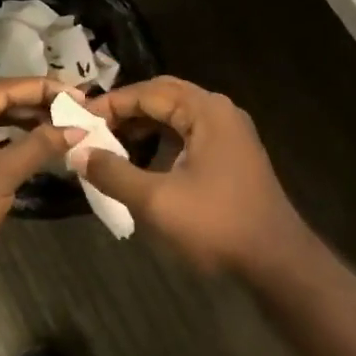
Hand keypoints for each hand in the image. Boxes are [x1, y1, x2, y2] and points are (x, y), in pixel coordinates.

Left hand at [0, 79, 81, 306]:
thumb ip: (39, 145)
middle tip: (76, 107)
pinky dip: (11, 141)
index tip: (78, 93)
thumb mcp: (0, 176)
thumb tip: (78, 128)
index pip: (1, 89)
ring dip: (25, 122)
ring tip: (63, 123)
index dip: (42, 89)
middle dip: (36, 104)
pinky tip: (38, 144)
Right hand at [81, 77, 310, 276]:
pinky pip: (189, 134)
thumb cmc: (216, 225)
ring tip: (112, 143)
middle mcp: (220, 112)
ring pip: (177, 115)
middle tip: (94, 127)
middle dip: (127, 110)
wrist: (278, 263)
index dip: (111, 104)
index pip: (148, 92)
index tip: (79, 119)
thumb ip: (113, 173)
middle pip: (164, 96)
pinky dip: (162, 140)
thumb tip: (77, 153)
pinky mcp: (232, 155)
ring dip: (144, 125)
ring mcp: (230, 133)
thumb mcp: (156, 201)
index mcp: (206, 110)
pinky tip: (143, 161)